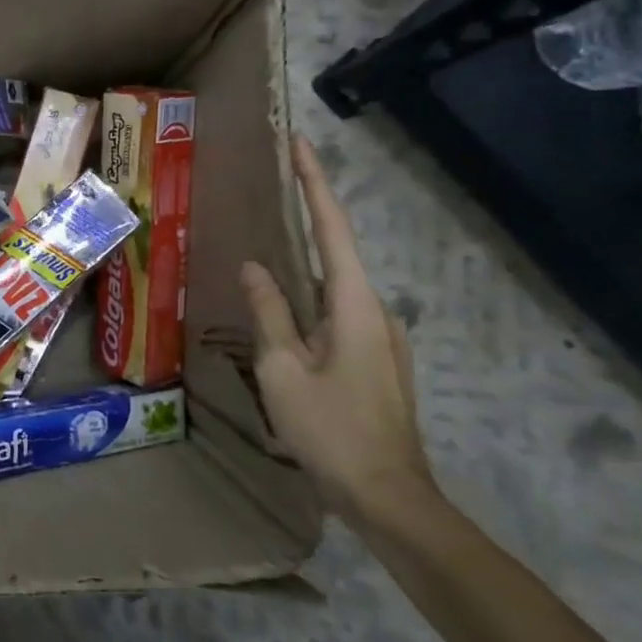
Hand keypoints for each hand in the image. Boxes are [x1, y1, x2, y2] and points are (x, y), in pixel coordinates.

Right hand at [240, 135, 435, 527]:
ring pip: (334, 288)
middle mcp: (375, 312)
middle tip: (274, 188)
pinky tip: (283, 310)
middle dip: (308, 217)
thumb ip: (269, 312)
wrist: (387, 496)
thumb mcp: (282, 369)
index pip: (332, 230)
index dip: (316, 185)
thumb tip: (254, 266)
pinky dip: (308, 299)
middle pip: (336, 253)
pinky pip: (336, 314)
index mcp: (355, 306)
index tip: (301, 145)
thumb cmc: (329, 428)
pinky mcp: (374, 361)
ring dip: (304, 264)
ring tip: (267, 247)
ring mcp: (380, 338)